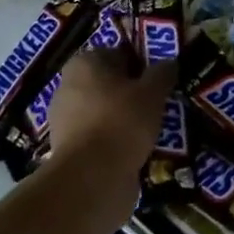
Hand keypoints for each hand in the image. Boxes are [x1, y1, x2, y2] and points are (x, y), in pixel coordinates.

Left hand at [37, 45, 172, 225]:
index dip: (141, 64)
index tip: (160, 80)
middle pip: (110, 84)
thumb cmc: (122, 121)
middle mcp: (68, 87)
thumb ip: (162, 73)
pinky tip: (138, 152)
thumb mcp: (153, 91)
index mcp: (84, 63)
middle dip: (133, 94)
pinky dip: (116, 143)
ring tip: (153, 131)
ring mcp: (65, 120)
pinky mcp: (68, 151)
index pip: (118, 54)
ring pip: (105, 113)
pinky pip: (100, 138)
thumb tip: (168, 63)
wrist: (92, 179)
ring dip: (126, 120)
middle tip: (160, 105)